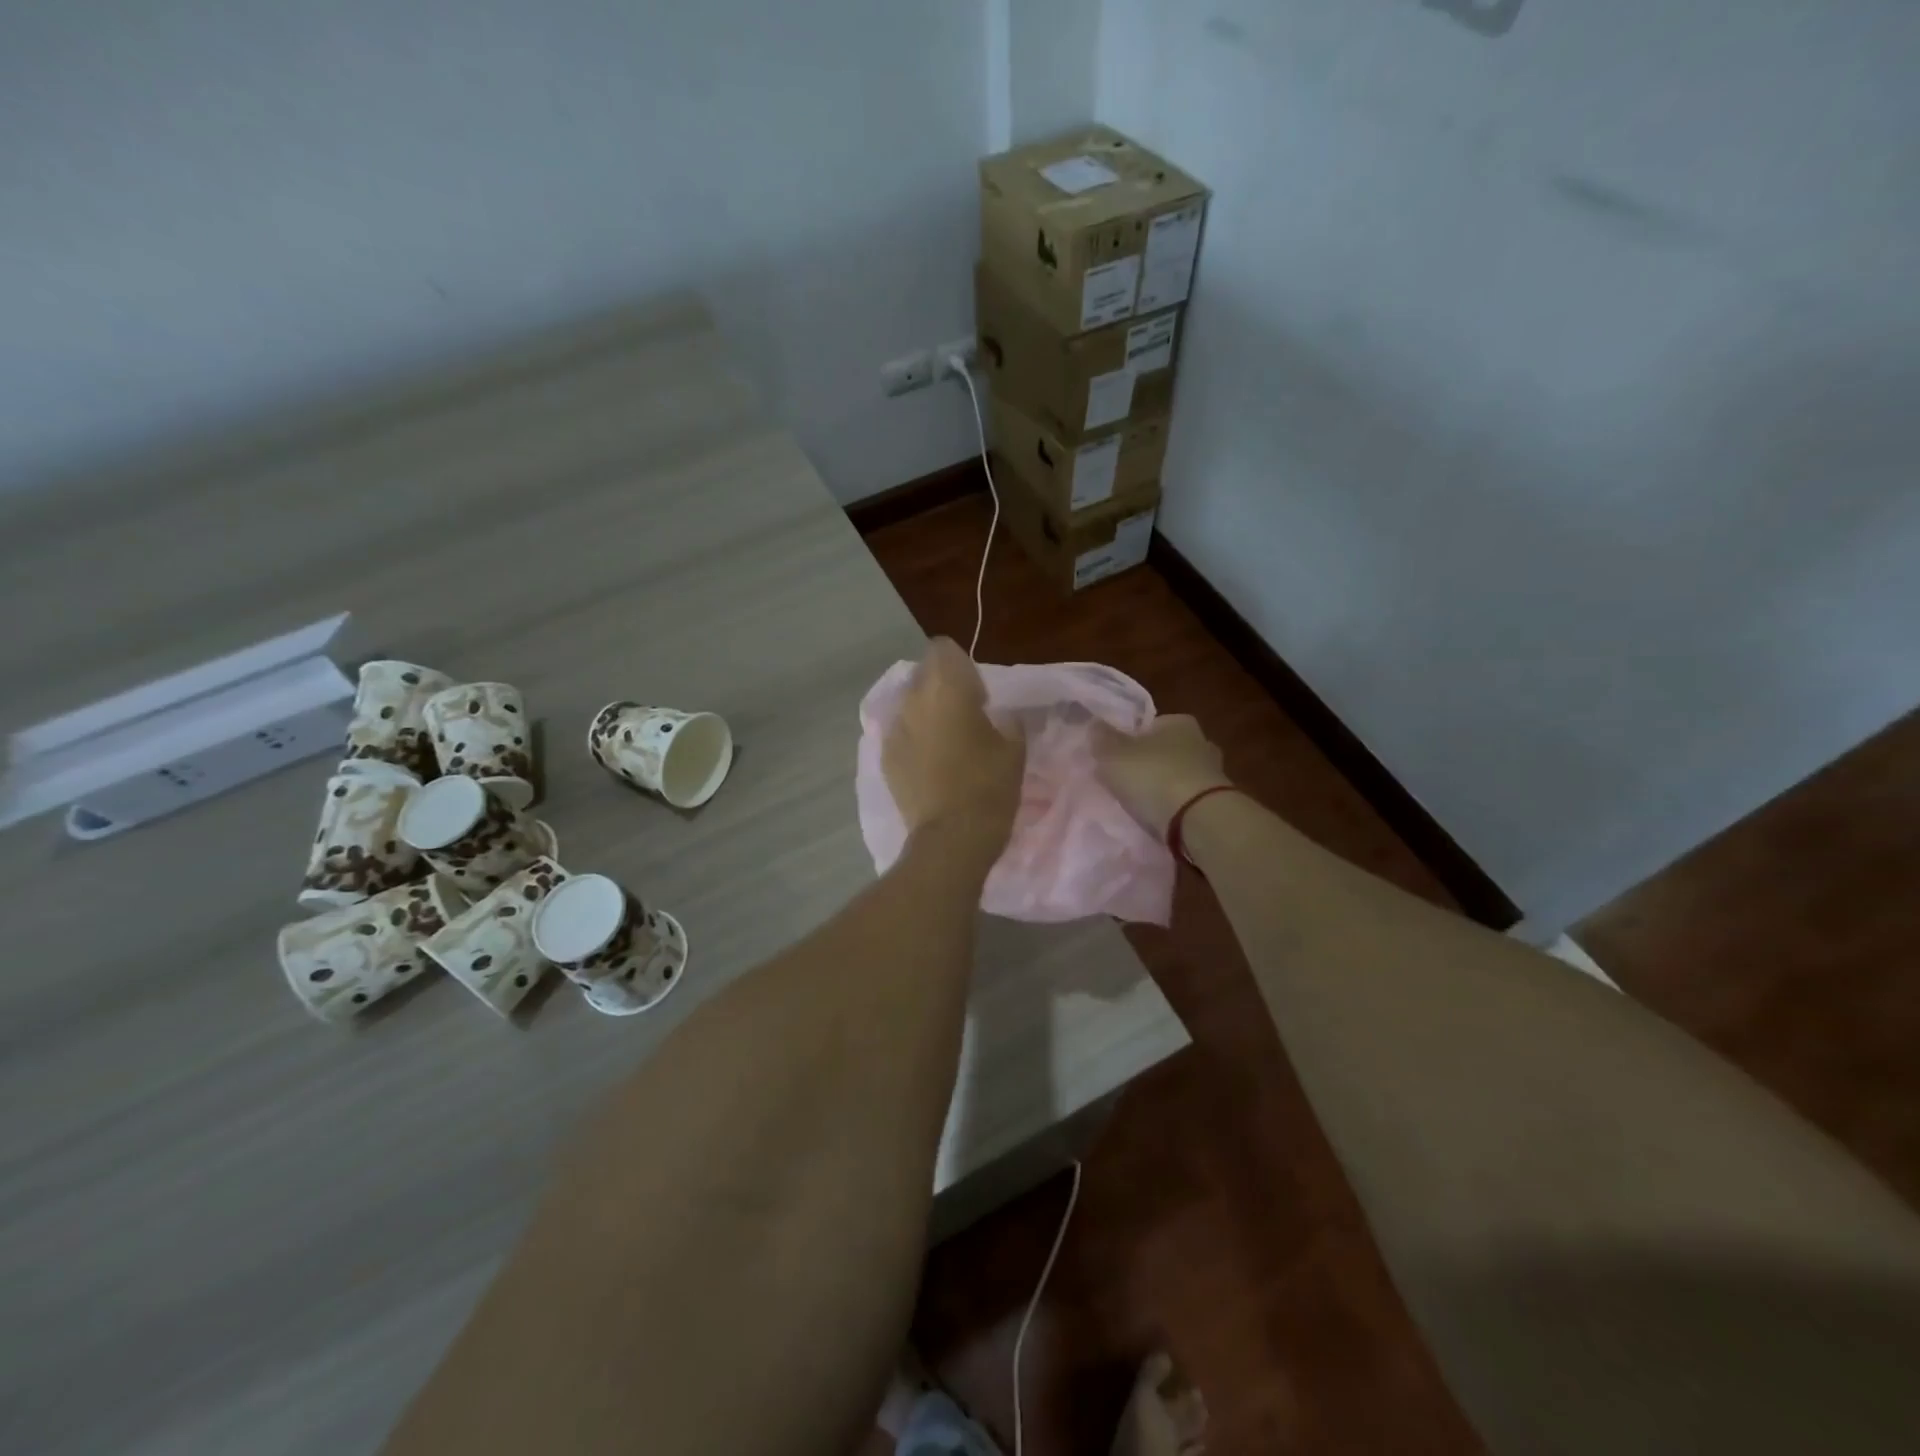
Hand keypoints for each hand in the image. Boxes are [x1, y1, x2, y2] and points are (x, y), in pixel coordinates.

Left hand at [883, 639, 1023, 865]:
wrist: (951, 838)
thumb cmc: (989, 787)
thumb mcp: (1014, 747)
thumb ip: (1005, 718)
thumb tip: (998, 713)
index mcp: (947, 688)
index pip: (942, 649)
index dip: (960, 665)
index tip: (977, 692)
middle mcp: (914, 699)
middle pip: (923, 674)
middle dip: (941, 686)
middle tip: (964, 715)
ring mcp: (894, 728)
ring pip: (909, 704)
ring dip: (925, 713)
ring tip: (946, 742)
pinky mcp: (885, 756)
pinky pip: (900, 733)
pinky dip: (913, 739)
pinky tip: (930, 764)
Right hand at [1092, 714, 1230, 839]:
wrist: (1199, 821)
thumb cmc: (1153, 777)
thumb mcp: (1114, 755)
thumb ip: (1102, 738)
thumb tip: (1095, 723)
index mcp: (1178, 722)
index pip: (1150, 725)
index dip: (1130, 739)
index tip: (1115, 758)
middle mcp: (1201, 741)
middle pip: (1166, 750)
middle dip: (1148, 763)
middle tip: (1125, 781)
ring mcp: (1213, 773)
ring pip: (1178, 775)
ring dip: (1162, 786)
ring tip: (1140, 804)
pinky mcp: (1216, 802)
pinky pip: (1187, 799)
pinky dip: (1175, 806)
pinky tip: (1159, 818)